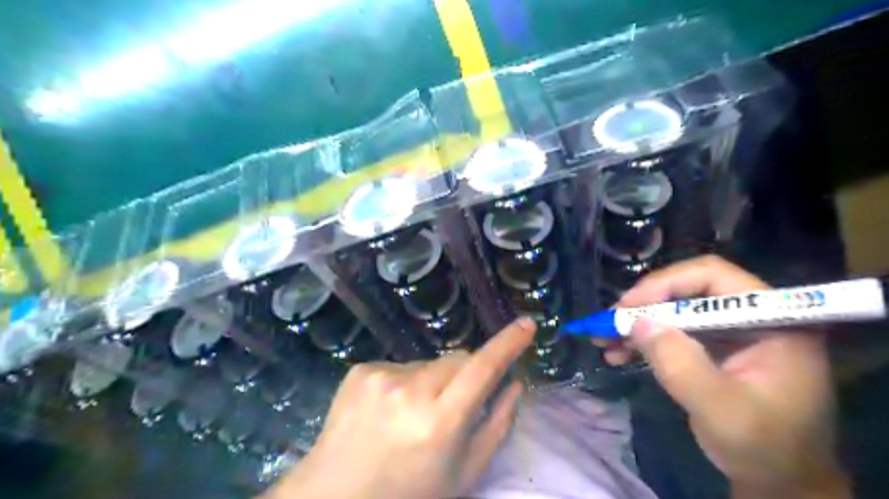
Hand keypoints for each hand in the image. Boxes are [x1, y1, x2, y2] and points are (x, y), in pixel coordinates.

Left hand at [266, 317, 532, 498]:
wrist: (336, 495)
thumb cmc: (409, 492)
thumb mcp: (464, 472)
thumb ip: (498, 425)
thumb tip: (516, 383)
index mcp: (440, 422)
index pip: (483, 369)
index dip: (508, 344)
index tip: (527, 325)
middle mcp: (410, 391)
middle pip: (458, 359)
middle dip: (466, 375)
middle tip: (454, 405)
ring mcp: (382, 376)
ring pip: (429, 363)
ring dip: (432, 381)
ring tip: (413, 414)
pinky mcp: (361, 369)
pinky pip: (400, 366)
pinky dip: (404, 383)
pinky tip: (389, 409)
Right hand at [608, 257, 848, 498]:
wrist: (781, 482)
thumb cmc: (763, 448)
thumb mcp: (720, 409)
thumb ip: (680, 364)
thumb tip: (638, 322)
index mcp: (773, 320)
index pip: (713, 276)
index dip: (666, 284)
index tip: (629, 307)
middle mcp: (751, 316)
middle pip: (686, 290)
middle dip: (643, 306)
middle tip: (609, 323)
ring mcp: (731, 332)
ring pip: (673, 310)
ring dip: (637, 324)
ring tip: (604, 339)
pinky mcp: (713, 347)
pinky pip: (672, 332)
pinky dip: (643, 340)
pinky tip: (618, 353)